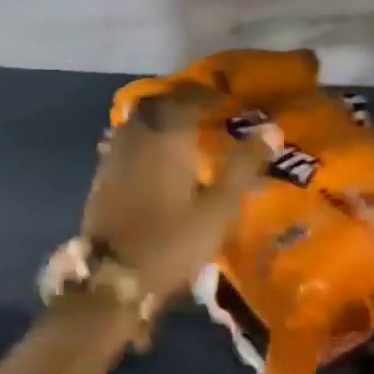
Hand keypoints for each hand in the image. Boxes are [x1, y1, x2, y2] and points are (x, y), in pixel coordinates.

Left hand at [82, 85, 269, 298]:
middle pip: (156, 104)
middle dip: (180, 101)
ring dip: (159, 119)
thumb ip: (243, 165)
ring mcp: (113, 157)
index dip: (207, 94)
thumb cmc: (172, 241)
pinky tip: (155, 159)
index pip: (187, 97)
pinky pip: (124, 142)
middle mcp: (136, 137)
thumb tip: (272, 129)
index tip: (226, 100)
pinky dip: (143, 140)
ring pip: (137, 122)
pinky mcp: (101, 178)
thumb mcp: (218, 207)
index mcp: (165, 137)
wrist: (113, 279)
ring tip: (182, 133)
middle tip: (204, 111)